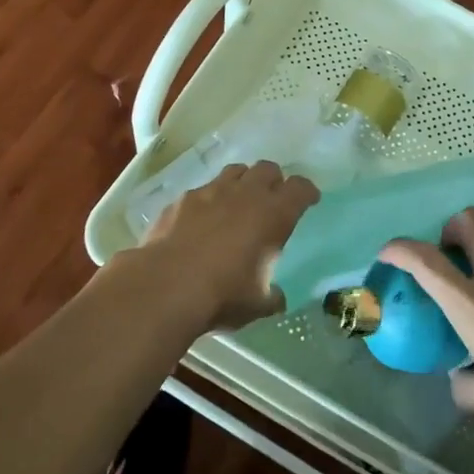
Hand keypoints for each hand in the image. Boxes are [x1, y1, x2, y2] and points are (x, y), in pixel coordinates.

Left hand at [141, 161, 319, 329]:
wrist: (165, 286)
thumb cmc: (222, 295)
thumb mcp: (257, 304)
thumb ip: (271, 296)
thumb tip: (277, 298)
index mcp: (274, 214)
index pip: (300, 188)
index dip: (307, 192)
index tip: (309, 200)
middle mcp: (246, 194)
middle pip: (268, 169)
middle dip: (274, 181)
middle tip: (272, 199)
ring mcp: (211, 191)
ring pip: (235, 171)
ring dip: (242, 182)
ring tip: (239, 201)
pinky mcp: (182, 199)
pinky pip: (203, 189)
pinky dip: (209, 199)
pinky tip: (202, 218)